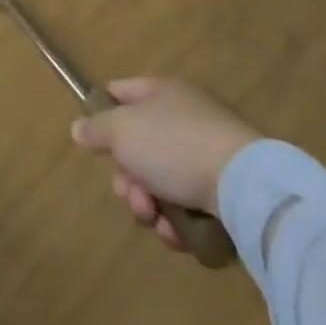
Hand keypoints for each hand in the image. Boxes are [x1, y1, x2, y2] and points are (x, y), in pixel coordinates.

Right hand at [70, 77, 260, 248]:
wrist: (246, 186)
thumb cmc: (173, 145)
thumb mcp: (120, 130)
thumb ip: (95, 128)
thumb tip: (79, 128)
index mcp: (161, 92)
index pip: (119, 92)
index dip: (102, 114)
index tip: (96, 143)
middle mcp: (184, 117)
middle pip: (138, 146)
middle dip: (127, 177)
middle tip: (130, 193)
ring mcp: (208, 153)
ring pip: (161, 180)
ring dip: (149, 204)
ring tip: (154, 218)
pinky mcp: (227, 190)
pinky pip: (189, 204)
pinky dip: (178, 221)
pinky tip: (177, 232)